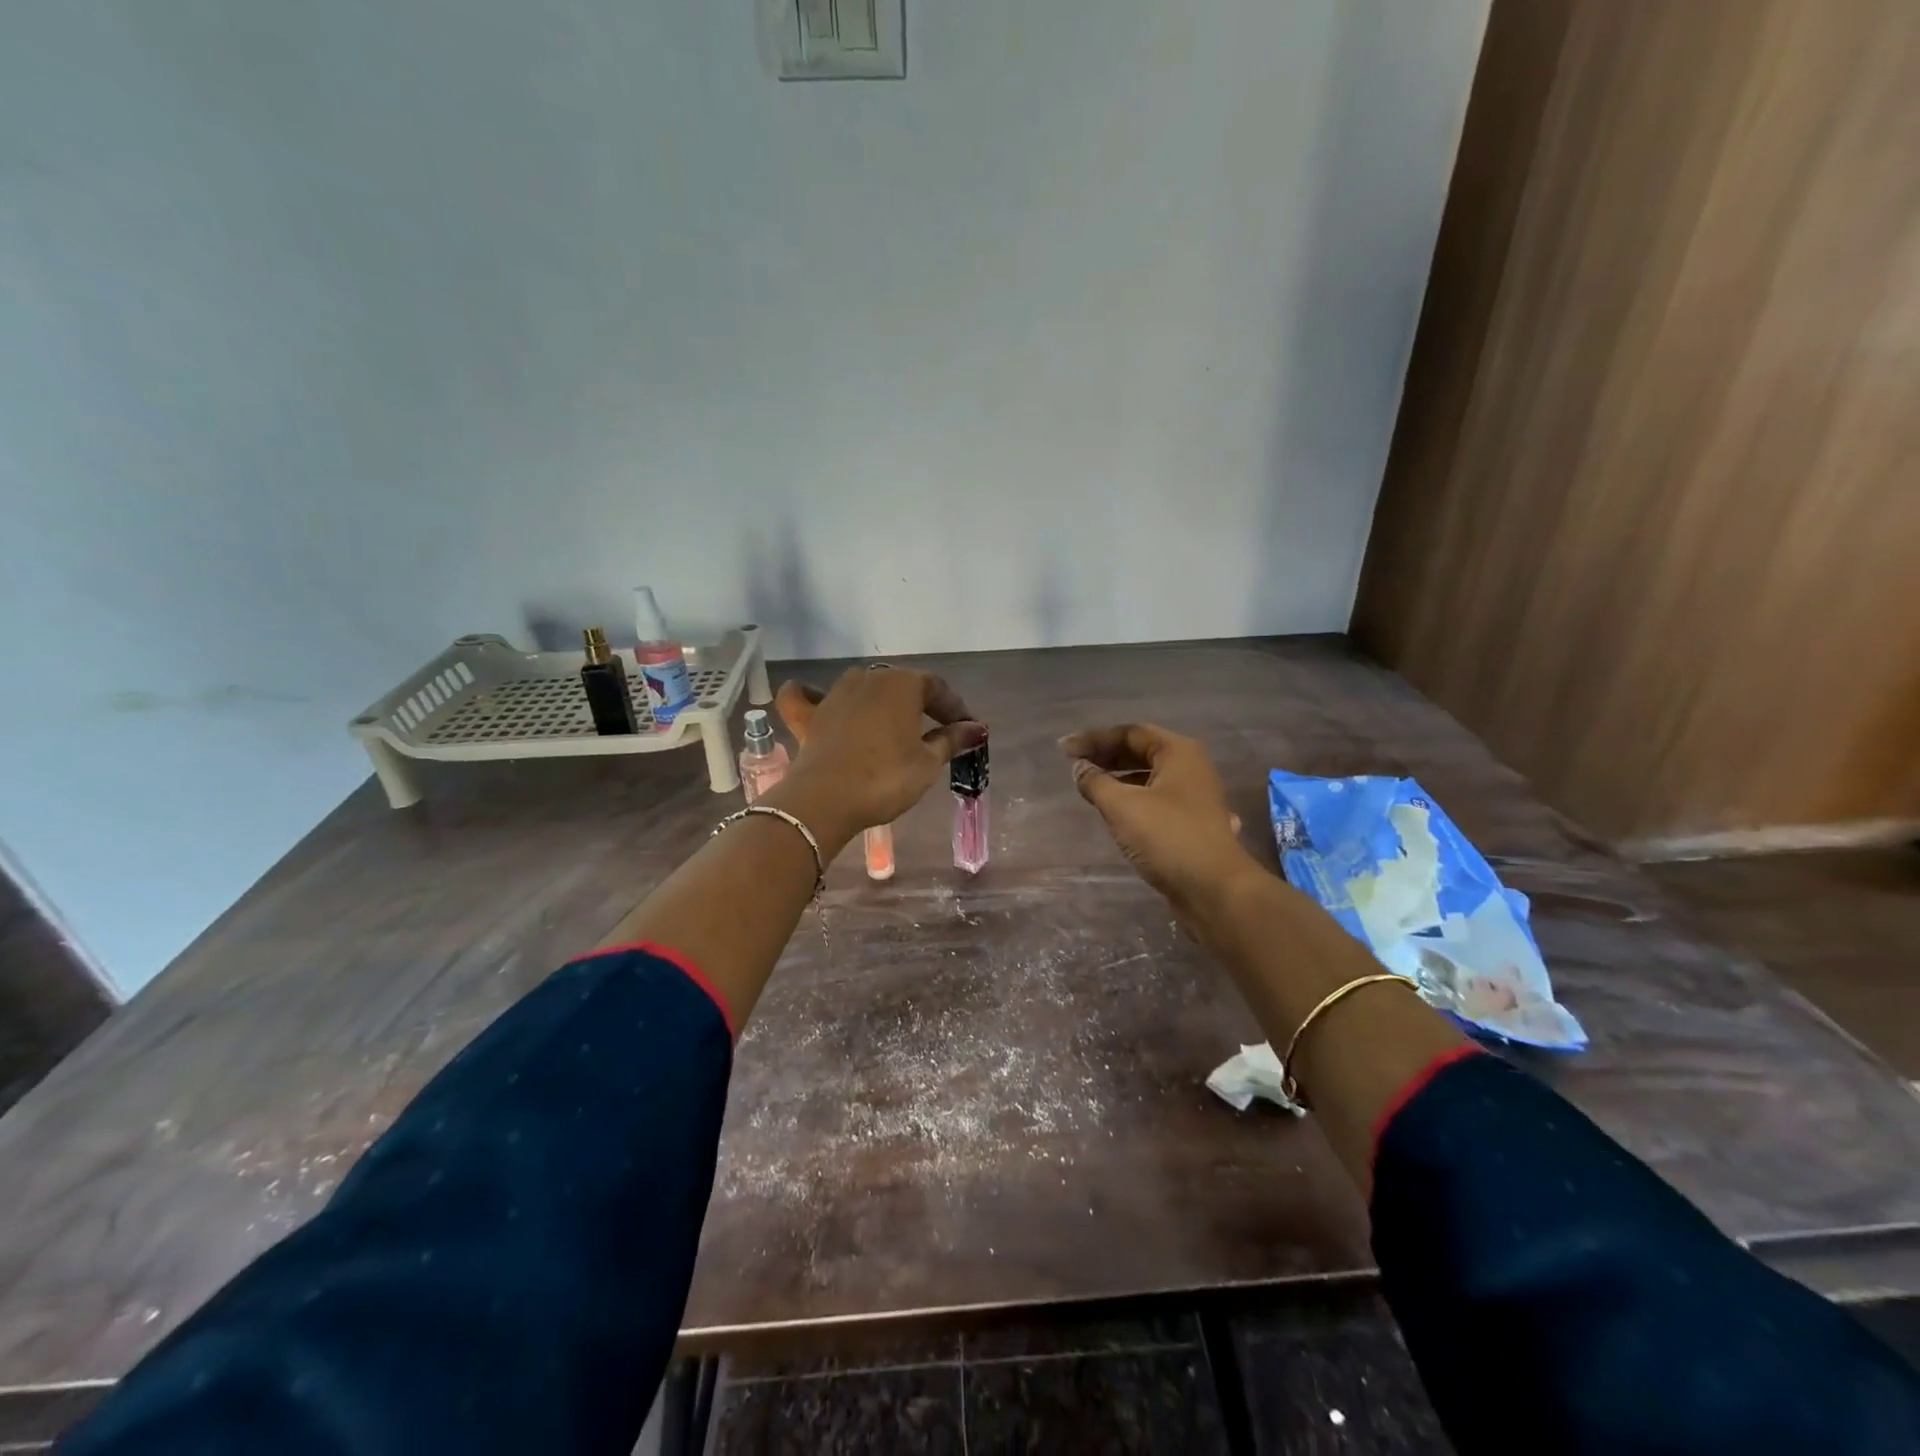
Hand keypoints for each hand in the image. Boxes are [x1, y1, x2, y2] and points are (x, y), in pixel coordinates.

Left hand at [767, 667, 984, 849]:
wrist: (825, 800)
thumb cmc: (885, 778)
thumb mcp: (927, 763)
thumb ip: (951, 740)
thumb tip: (976, 728)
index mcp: (902, 684)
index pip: (937, 688)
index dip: (954, 708)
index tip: (967, 731)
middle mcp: (868, 679)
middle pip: (900, 685)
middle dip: (920, 705)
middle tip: (935, 731)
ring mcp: (833, 694)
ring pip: (860, 687)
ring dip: (877, 701)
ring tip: (891, 723)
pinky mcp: (807, 716)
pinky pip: (805, 697)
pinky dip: (811, 696)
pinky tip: (818, 700)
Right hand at [1063, 724, 1260, 944]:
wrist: (1214, 890)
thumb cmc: (1168, 837)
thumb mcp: (1122, 806)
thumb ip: (1096, 782)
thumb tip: (1079, 768)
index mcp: (1178, 752)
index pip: (1130, 733)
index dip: (1094, 739)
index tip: (1064, 751)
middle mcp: (1190, 768)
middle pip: (1141, 752)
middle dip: (1106, 756)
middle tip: (1075, 766)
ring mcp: (1194, 797)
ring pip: (1149, 777)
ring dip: (1118, 778)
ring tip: (1090, 788)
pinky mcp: (1191, 823)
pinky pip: (1156, 799)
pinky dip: (1132, 798)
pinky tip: (1116, 812)